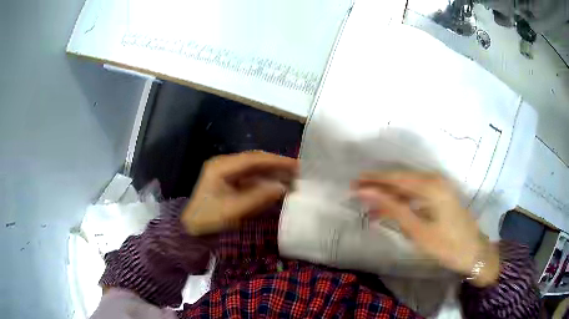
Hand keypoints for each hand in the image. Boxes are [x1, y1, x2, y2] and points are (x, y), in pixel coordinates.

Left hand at [181, 151, 297, 235]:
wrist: (191, 229)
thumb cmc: (209, 219)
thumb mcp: (234, 210)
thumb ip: (258, 198)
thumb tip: (282, 188)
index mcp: (222, 167)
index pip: (254, 159)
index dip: (276, 161)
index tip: (296, 165)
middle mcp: (224, 165)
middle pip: (255, 161)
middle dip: (276, 166)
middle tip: (298, 172)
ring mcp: (226, 173)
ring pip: (254, 169)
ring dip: (272, 174)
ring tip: (292, 179)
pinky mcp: (229, 182)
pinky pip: (250, 178)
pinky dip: (264, 182)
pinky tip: (277, 187)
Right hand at [355, 171, 498, 286]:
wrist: (474, 252)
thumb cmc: (446, 244)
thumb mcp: (417, 230)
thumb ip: (392, 208)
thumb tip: (367, 193)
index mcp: (430, 185)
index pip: (395, 178)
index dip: (373, 180)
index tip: (353, 184)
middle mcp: (435, 179)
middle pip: (401, 179)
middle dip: (379, 186)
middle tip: (357, 193)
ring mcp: (440, 186)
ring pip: (408, 186)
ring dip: (389, 195)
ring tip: (370, 205)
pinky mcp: (441, 195)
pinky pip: (417, 192)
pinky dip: (402, 200)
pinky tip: (391, 209)